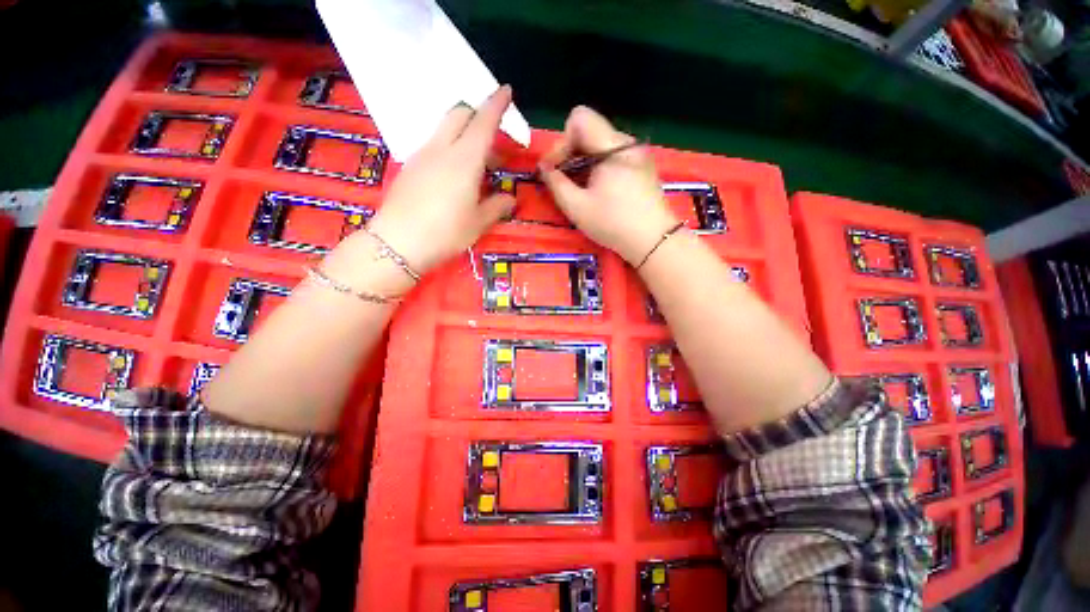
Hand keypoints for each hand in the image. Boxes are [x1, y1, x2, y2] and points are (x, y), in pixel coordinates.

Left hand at [359, 86, 515, 274]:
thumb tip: (510, 199)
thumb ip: (497, 207)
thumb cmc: (446, 233)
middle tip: (494, 139)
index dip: (497, 104)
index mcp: (465, 159)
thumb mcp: (478, 223)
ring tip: (478, 163)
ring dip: (464, 135)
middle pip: (460, 115)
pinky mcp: (410, 167)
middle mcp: (442, 149)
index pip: (483, 121)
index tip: (506, 90)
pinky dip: (449, 148)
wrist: (397, 243)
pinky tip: (454, 174)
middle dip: (478, 115)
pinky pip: (433, 146)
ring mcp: (422, 155)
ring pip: (445, 130)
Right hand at [539, 106, 677, 265]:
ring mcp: (637, 154)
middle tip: (563, 180)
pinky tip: (597, 190)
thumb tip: (544, 168)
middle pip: (589, 130)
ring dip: (582, 161)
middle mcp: (627, 142)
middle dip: (570, 153)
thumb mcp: (577, 207)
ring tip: (579, 188)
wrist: (653, 241)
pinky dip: (597, 167)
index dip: (561, 142)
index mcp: (612, 147)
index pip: (579, 119)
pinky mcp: (641, 166)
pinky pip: (612, 156)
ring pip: (600, 144)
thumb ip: (556, 184)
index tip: (555, 169)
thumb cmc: (614, 224)